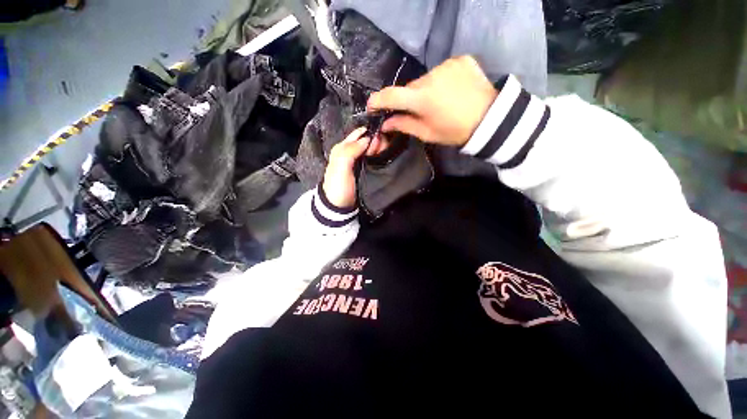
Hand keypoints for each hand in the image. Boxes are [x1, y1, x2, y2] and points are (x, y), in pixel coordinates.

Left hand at [322, 127, 388, 207]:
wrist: (340, 206)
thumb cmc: (338, 186)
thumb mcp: (340, 166)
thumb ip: (350, 150)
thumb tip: (367, 138)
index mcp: (343, 148)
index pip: (359, 134)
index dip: (370, 133)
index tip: (382, 135)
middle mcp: (351, 152)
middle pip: (367, 141)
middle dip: (378, 141)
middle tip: (386, 146)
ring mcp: (359, 162)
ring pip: (372, 150)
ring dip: (380, 149)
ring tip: (388, 152)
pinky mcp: (366, 170)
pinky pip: (374, 159)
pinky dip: (380, 157)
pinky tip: (387, 157)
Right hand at [367, 56, 496, 147]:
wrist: (490, 120)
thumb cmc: (454, 131)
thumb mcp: (427, 133)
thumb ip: (404, 125)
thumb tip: (385, 123)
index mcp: (422, 99)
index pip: (391, 95)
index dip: (378, 100)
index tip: (372, 105)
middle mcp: (431, 77)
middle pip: (410, 88)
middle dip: (410, 99)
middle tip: (419, 111)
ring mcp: (447, 65)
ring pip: (426, 79)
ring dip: (426, 90)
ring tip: (439, 102)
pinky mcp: (461, 60)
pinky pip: (442, 70)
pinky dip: (442, 80)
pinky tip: (451, 90)